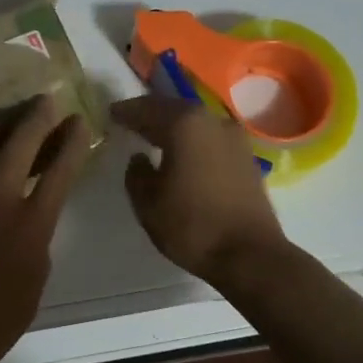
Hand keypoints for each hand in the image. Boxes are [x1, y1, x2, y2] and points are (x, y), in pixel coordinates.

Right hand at [110, 95, 288, 284]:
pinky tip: (182, 153)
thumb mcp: (148, 203)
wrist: (251, 254)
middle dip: (151, 113)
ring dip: (173, 126)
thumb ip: (136, 174)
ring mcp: (234, 137)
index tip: (111, 113)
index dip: (126, 111)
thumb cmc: (193, 226)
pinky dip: (192, 139)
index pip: (146, 109)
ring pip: (195, 122)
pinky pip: (210, 137)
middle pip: (173, 109)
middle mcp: (212, 121)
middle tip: (130, 120)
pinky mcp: (246, 156)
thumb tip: (139, 158)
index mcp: (184, 124)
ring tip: (154, 135)